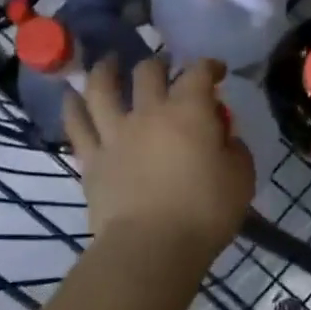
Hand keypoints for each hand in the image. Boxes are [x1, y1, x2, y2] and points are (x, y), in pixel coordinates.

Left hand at [65, 55, 253, 262]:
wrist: (151, 247)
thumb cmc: (204, 212)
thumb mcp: (241, 178)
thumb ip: (235, 149)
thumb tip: (224, 137)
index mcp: (189, 111)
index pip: (198, 73)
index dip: (208, 66)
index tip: (216, 71)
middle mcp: (148, 112)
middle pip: (148, 72)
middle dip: (159, 64)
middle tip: (164, 67)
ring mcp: (115, 133)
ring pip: (102, 88)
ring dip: (105, 70)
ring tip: (108, 62)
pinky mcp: (91, 159)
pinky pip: (76, 125)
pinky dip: (72, 107)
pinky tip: (70, 96)